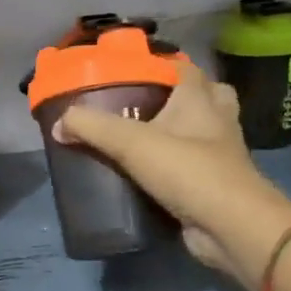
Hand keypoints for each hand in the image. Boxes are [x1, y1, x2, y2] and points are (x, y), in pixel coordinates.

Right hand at [52, 58, 290, 276]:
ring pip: (203, 133)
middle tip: (145, 104)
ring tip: (142, 137)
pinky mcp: (215, 186)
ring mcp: (221, 156)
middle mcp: (216, 122)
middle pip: (206, 97)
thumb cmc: (187, 170)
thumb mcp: (131, 143)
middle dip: (181, 96)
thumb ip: (92, 128)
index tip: (133, 70)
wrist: (230, 226)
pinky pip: (195, 167)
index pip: (186, 68)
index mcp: (200, 100)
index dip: (163, 63)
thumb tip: (59, 124)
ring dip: (180, 132)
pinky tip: (149, 173)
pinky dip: (176, 167)